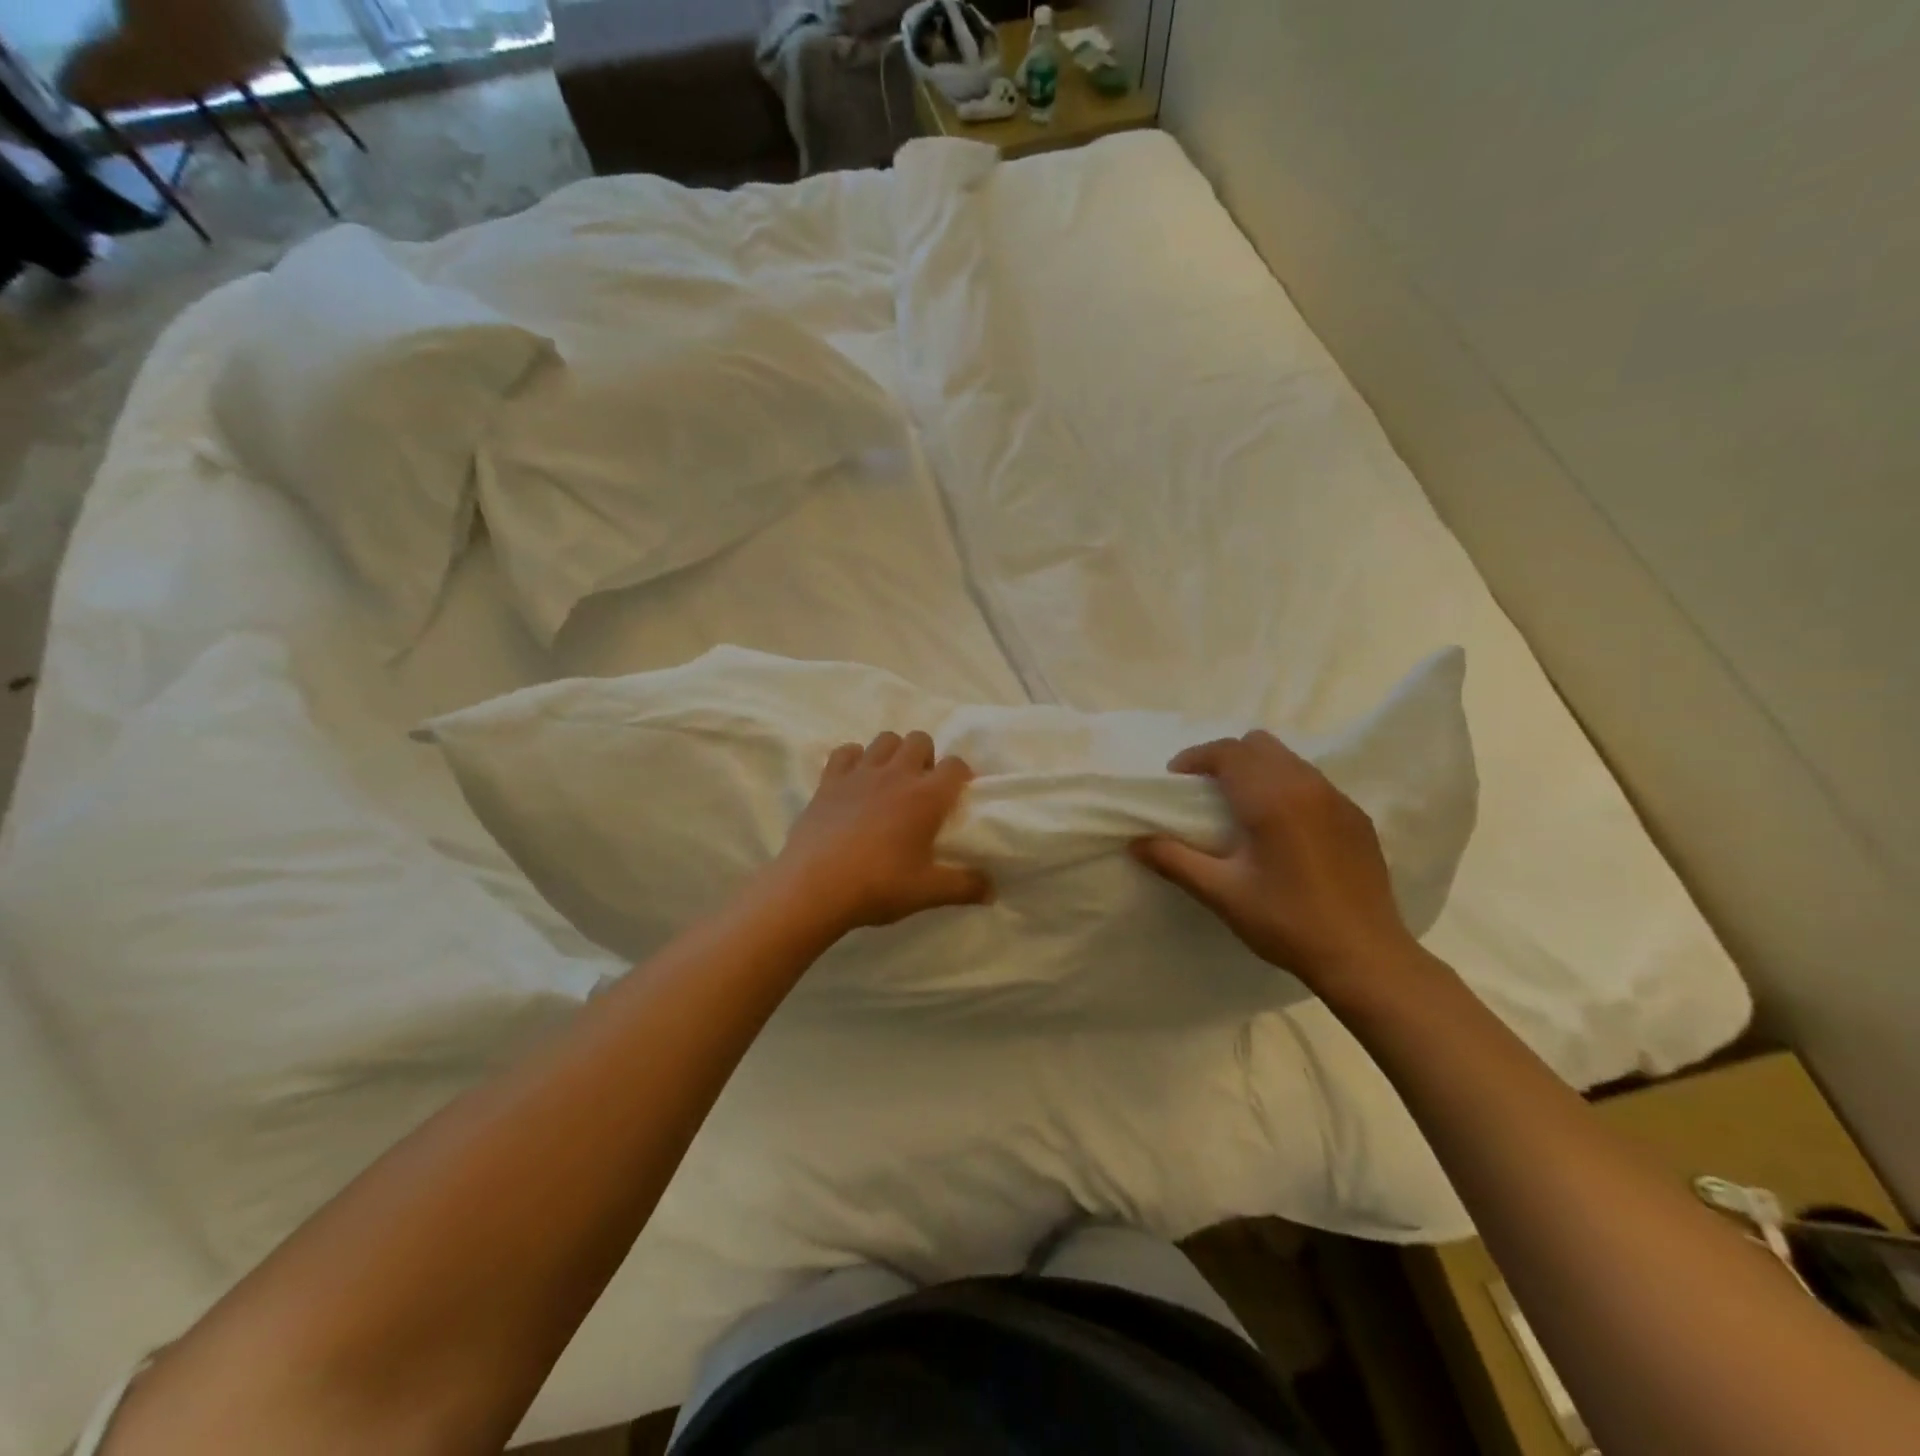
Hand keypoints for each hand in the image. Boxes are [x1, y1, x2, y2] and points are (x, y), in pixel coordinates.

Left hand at [769, 731, 991, 934]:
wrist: (814, 887)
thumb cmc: (878, 886)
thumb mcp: (928, 892)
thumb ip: (964, 887)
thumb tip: (992, 891)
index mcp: (926, 797)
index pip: (955, 765)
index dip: (961, 775)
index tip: (958, 794)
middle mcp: (896, 774)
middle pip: (920, 739)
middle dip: (926, 757)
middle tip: (922, 788)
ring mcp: (860, 773)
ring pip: (885, 739)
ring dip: (893, 753)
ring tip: (891, 781)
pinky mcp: (829, 780)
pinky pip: (846, 751)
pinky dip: (854, 759)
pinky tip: (855, 781)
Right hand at [1131, 730, 1415, 994]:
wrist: (1365, 956)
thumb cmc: (1287, 922)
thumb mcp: (1222, 893)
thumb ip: (1174, 860)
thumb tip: (1134, 842)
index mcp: (1271, 798)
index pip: (1228, 752)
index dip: (1196, 758)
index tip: (1175, 779)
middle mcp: (1307, 785)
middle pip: (1259, 745)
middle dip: (1226, 758)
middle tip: (1204, 790)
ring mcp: (1338, 799)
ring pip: (1288, 760)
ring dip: (1257, 769)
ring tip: (1240, 806)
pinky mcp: (1357, 818)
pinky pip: (1313, 782)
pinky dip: (1287, 786)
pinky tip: (1281, 827)